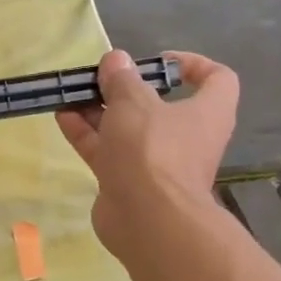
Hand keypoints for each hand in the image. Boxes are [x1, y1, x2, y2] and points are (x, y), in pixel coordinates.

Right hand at [56, 50, 238, 256]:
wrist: (147, 221)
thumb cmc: (152, 150)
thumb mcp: (134, 102)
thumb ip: (122, 79)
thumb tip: (116, 60)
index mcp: (206, 112)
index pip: (217, 79)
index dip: (192, 64)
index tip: (158, 61)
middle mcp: (186, 137)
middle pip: (159, 105)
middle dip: (127, 89)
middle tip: (101, 78)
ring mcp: (156, 162)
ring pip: (128, 129)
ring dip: (100, 111)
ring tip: (72, 94)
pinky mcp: (130, 182)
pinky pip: (109, 150)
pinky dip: (88, 134)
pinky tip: (63, 117)